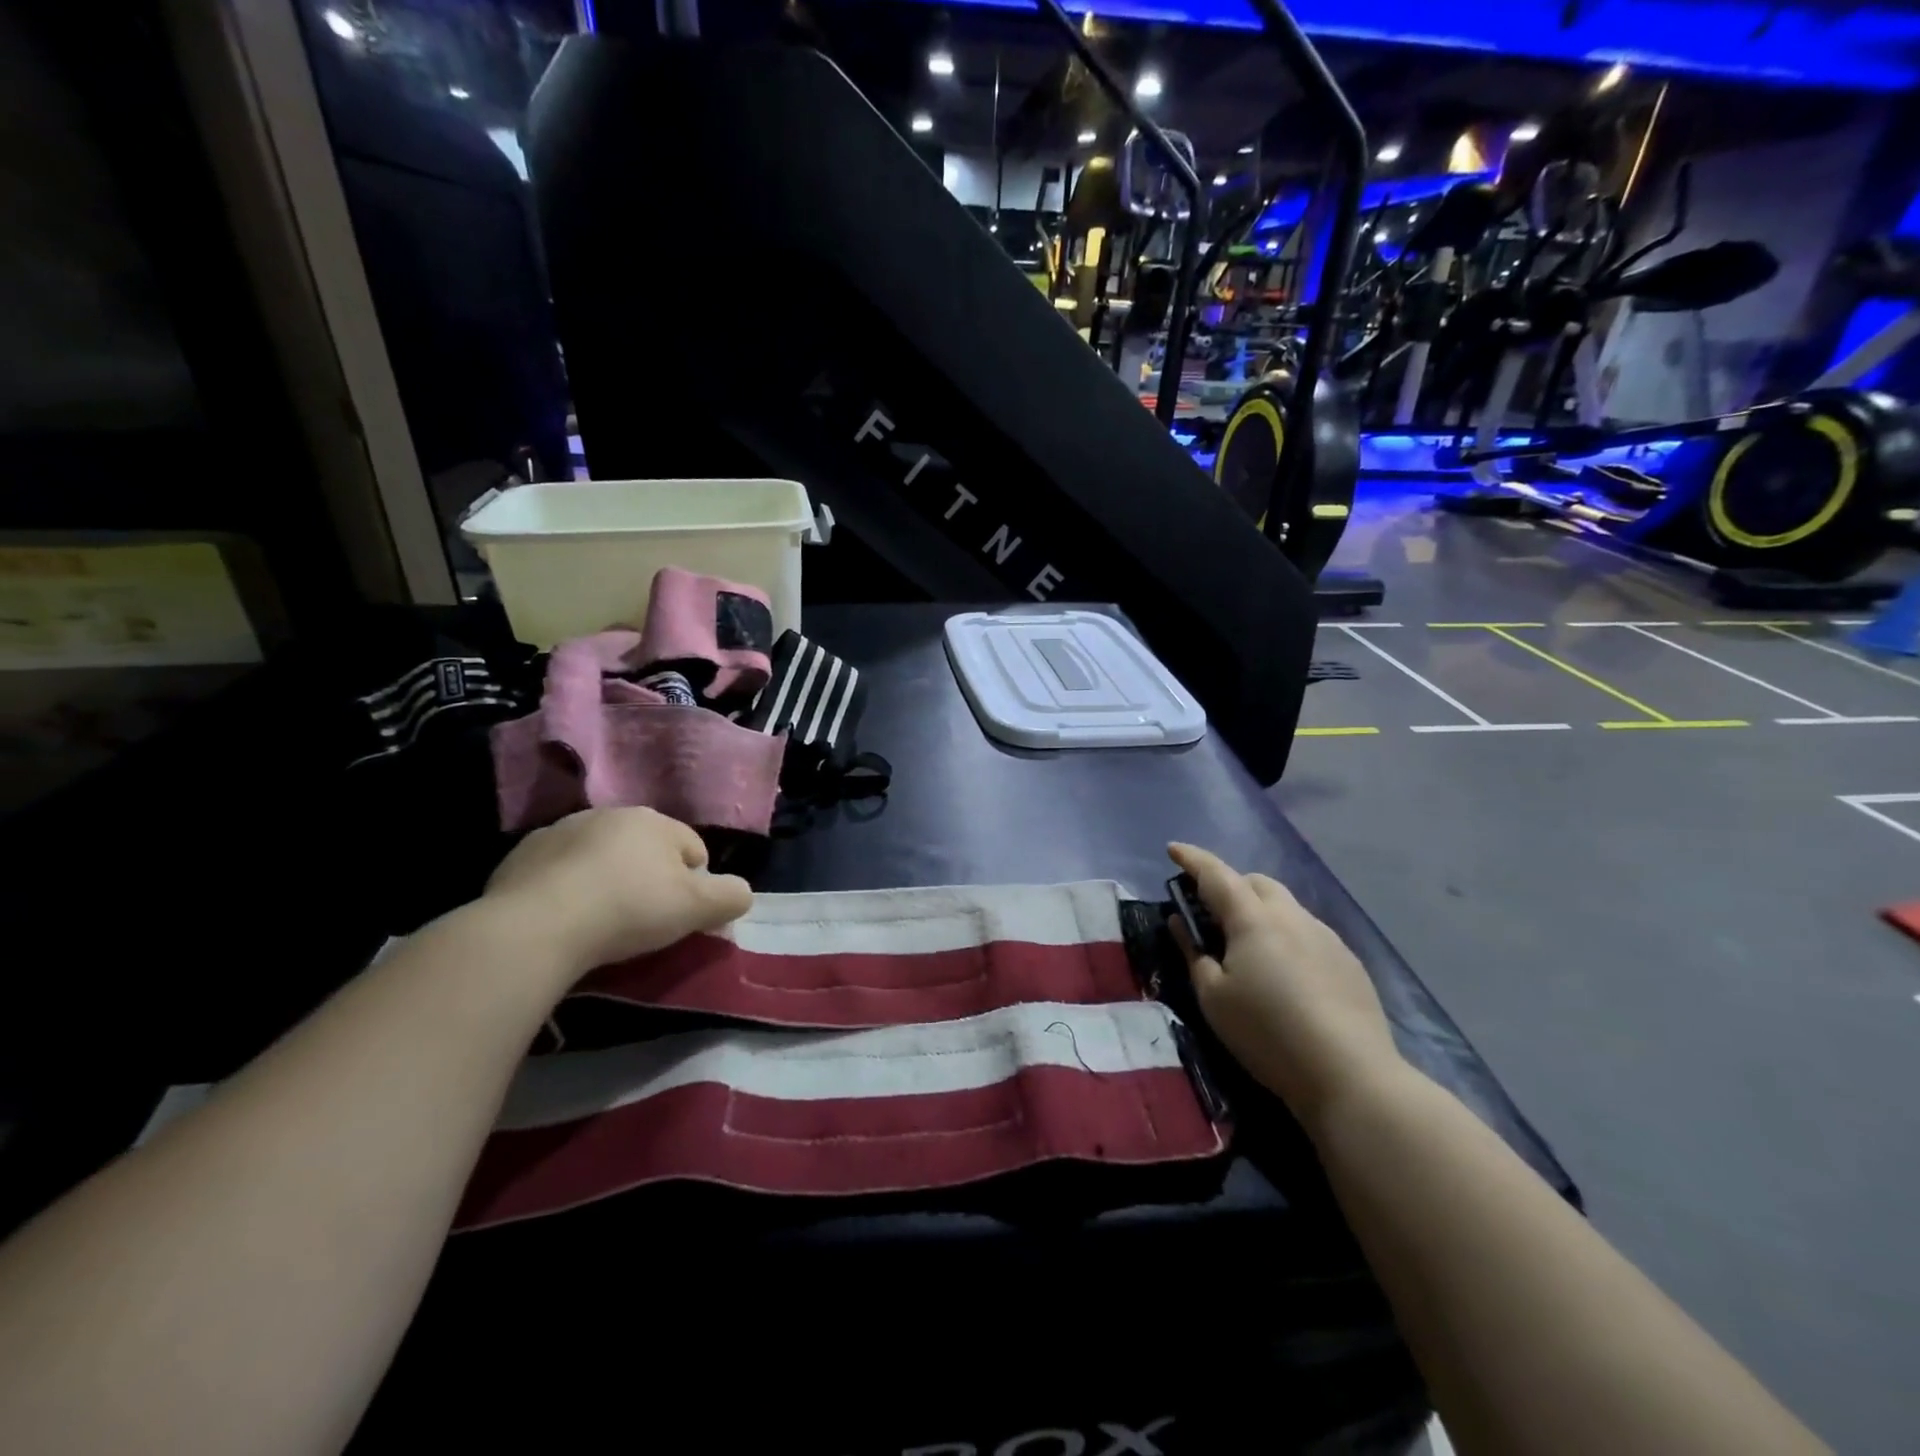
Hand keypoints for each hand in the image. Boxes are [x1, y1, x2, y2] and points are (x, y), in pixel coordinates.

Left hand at [483, 807, 752, 976]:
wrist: (536, 927)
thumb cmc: (628, 910)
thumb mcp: (697, 908)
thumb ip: (731, 896)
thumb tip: (740, 892)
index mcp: (654, 821)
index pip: (693, 849)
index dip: (696, 885)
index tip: (681, 917)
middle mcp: (609, 814)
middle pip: (646, 849)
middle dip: (650, 878)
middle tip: (644, 921)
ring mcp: (561, 831)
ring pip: (601, 857)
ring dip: (607, 880)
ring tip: (600, 921)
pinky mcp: (521, 855)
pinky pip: (559, 872)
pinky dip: (567, 889)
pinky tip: (564, 918)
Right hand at [1167, 842, 1403, 1126]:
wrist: (1351, 1075)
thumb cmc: (1267, 1033)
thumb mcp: (1213, 998)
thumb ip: (1193, 953)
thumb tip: (1180, 923)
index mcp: (1253, 919)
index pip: (1216, 874)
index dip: (1191, 859)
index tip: (1173, 849)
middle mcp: (1292, 916)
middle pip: (1256, 882)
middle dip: (1229, 884)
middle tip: (1210, 910)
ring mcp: (1326, 937)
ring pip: (1285, 906)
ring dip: (1260, 910)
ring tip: (1248, 945)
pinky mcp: (1349, 961)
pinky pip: (1308, 932)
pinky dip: (1286, 935)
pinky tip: (1285, 973)